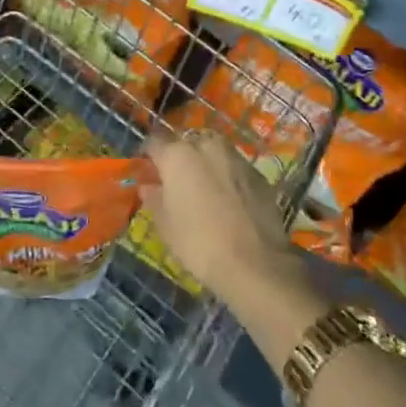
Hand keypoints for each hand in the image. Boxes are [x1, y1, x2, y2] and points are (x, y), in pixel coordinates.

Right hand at [141, 125, 302, 305]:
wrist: (254, 263)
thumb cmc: (198, 243)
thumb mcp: (166, 226)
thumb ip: (154, 199)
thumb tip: (148, 187)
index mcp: (178, 156)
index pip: (155, 142)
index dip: (149, 156)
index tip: (148, 170)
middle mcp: (206, 146)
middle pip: (187, 143)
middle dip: (181, 157)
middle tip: (178, 181)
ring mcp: (235, 157)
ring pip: (214, 151)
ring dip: (206, 164)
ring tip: (205, 189)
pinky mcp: (258, 173)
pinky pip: (234, 168)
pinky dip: (228, 177)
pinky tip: (229, 200)